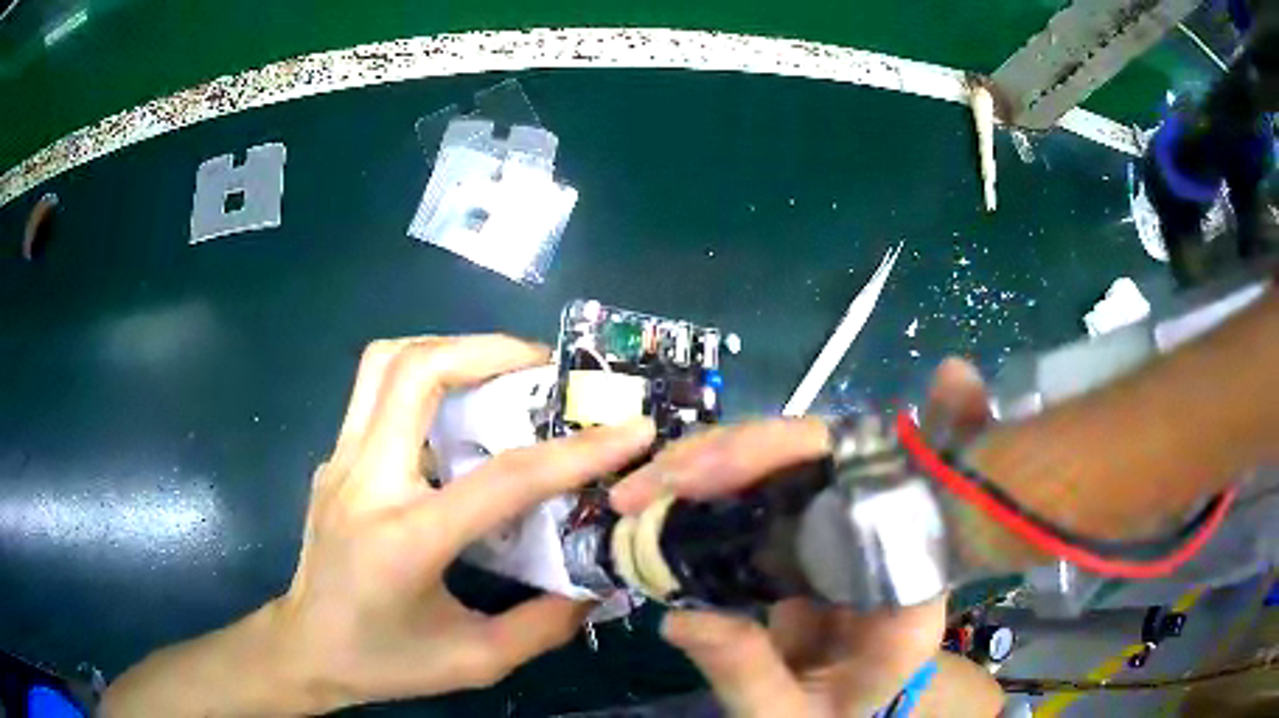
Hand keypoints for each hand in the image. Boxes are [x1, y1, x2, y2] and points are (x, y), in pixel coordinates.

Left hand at [274, 336, 655, 709]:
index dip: (577, 451)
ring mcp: (339, 462)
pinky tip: (456, 414)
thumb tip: (598, 582)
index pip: (501, 479)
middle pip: (416, 371)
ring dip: (450, 349)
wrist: (305, 648)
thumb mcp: (475, 660)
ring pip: (386, 362)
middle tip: (544, 367)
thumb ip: (545, 624)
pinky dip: (424, 377)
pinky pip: (376, 390)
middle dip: (490, 350)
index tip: (631, 428)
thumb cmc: (384, 661)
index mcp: (404, 541)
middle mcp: (364, 483)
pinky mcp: (333, 459)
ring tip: (500, 371)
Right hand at [609, 359, 993, 716]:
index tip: (755, 457)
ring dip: (721, 456)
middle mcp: (891, 537)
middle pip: (840, 457)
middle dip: (751, 453)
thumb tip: (678, 617)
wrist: (839, 713)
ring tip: (648, 484)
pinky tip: (666, 488)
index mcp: (913, 590)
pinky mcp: (811, 525)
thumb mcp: (789, 716)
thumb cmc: (830, 715)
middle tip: (667, 477)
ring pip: (799, 457)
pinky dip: (716, 477)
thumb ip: (748, 674)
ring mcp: (849, 523)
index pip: (895, 495)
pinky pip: (770, 483)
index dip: (843, 452)